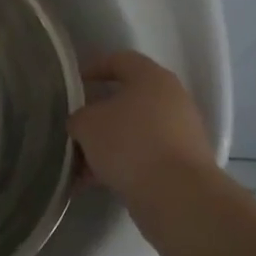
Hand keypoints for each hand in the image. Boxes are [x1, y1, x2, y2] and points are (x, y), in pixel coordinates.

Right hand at [70, 51, 219, 204]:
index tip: (73, 84)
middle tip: (74, 127)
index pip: (120, 60)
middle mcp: (172, 100)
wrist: (177, 196)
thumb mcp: (86, 124)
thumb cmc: (129, 144)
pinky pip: (143, 156)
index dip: (93, 68)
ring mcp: (181, 133)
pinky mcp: (182, 164)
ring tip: (78, 165)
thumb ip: (79, 117)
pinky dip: (119, 165)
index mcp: (152, 78)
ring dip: (105, 145)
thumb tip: (83, 124)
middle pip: (126, 100)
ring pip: (133, 132)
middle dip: (97, 115)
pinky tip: (93, 183)